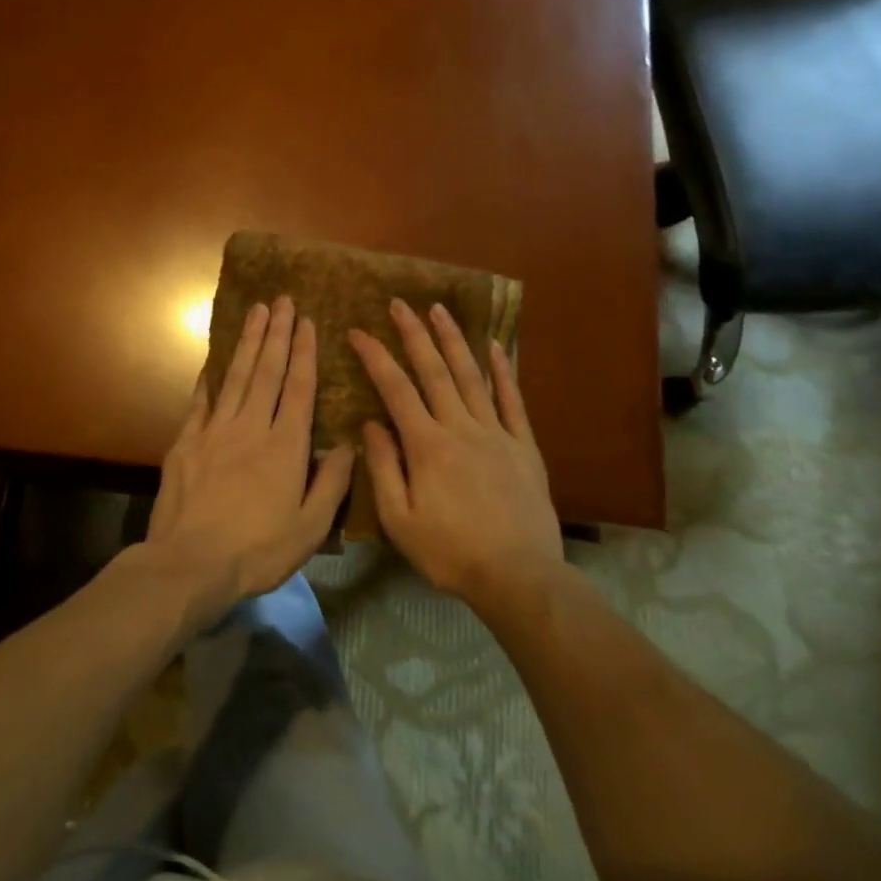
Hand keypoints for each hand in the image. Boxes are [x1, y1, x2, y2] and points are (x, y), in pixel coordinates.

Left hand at [145, 296, 355, 625]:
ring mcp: (215, 431)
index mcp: (285, 446)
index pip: (299, 388)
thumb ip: (332, 482)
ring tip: (256, 312)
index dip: (304, 353)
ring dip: (248, 343)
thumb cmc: (258, 550)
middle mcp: (251, 427)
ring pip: (236, 377)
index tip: (307, 322)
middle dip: (277, 334)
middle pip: (267, 372)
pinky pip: (201, 402)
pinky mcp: (186, 443)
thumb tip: (349, 443)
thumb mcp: (310, 526)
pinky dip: (210, 379)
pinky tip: (214, 363)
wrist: (190, 563)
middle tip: (282, 300)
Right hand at [348, 299, 561, 609]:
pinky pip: (512, 400)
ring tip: (439, 309)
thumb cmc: (450, 552)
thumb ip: (382, 468)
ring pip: (471, 376)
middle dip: (414, 334)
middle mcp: (461, 427)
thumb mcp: (399, 520)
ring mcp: (496, 433)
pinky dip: (502, 371)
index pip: (395, 389)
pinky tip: (495, 346)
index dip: (375, 357)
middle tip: (399, 304)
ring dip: (453, 340)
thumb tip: (370, 423)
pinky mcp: (523, 445)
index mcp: (427, 445)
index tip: (357, 331)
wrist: (518, 577)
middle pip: (434, 371)